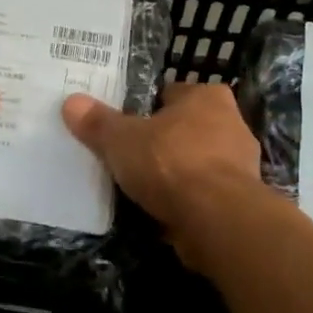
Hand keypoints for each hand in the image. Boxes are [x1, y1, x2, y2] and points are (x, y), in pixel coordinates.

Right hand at [62, 82, 263, 268]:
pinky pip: (204, 193)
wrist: (216, 218)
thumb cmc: (169, 163)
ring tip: (142, 187)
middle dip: (163, 141)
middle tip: (130, 155)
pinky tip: (162, 211)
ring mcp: (241, 164)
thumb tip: (71, 102)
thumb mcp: (121, 139)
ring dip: (176, 174)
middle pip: (186, 128)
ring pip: (197, 162)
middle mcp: (232, 123)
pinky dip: (186, 200)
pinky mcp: (240, 200)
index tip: (125, 124)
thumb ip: (98, 122)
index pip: (171, 94)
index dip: (146, 108)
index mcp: (207, 97)